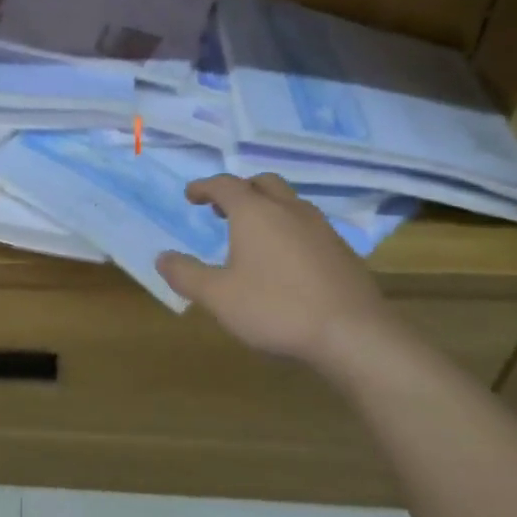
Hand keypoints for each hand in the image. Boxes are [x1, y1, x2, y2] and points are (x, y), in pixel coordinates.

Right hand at [156, 174, 398, 368]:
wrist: (354, 334)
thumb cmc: (276, 308)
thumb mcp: (218, 296)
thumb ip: (186, 274)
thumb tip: (163, 257)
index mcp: (255, 212)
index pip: (224, 185)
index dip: (204, 187)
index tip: (190, 195)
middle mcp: (288, 210)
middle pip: (262, 183)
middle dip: (239, 190)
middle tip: (221, 208)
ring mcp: (321, 228)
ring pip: (290, 202)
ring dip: (267, 207)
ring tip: (253, 232)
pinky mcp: (342, 250)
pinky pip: (308, 225)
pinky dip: (289, 228)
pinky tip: (285, 258)